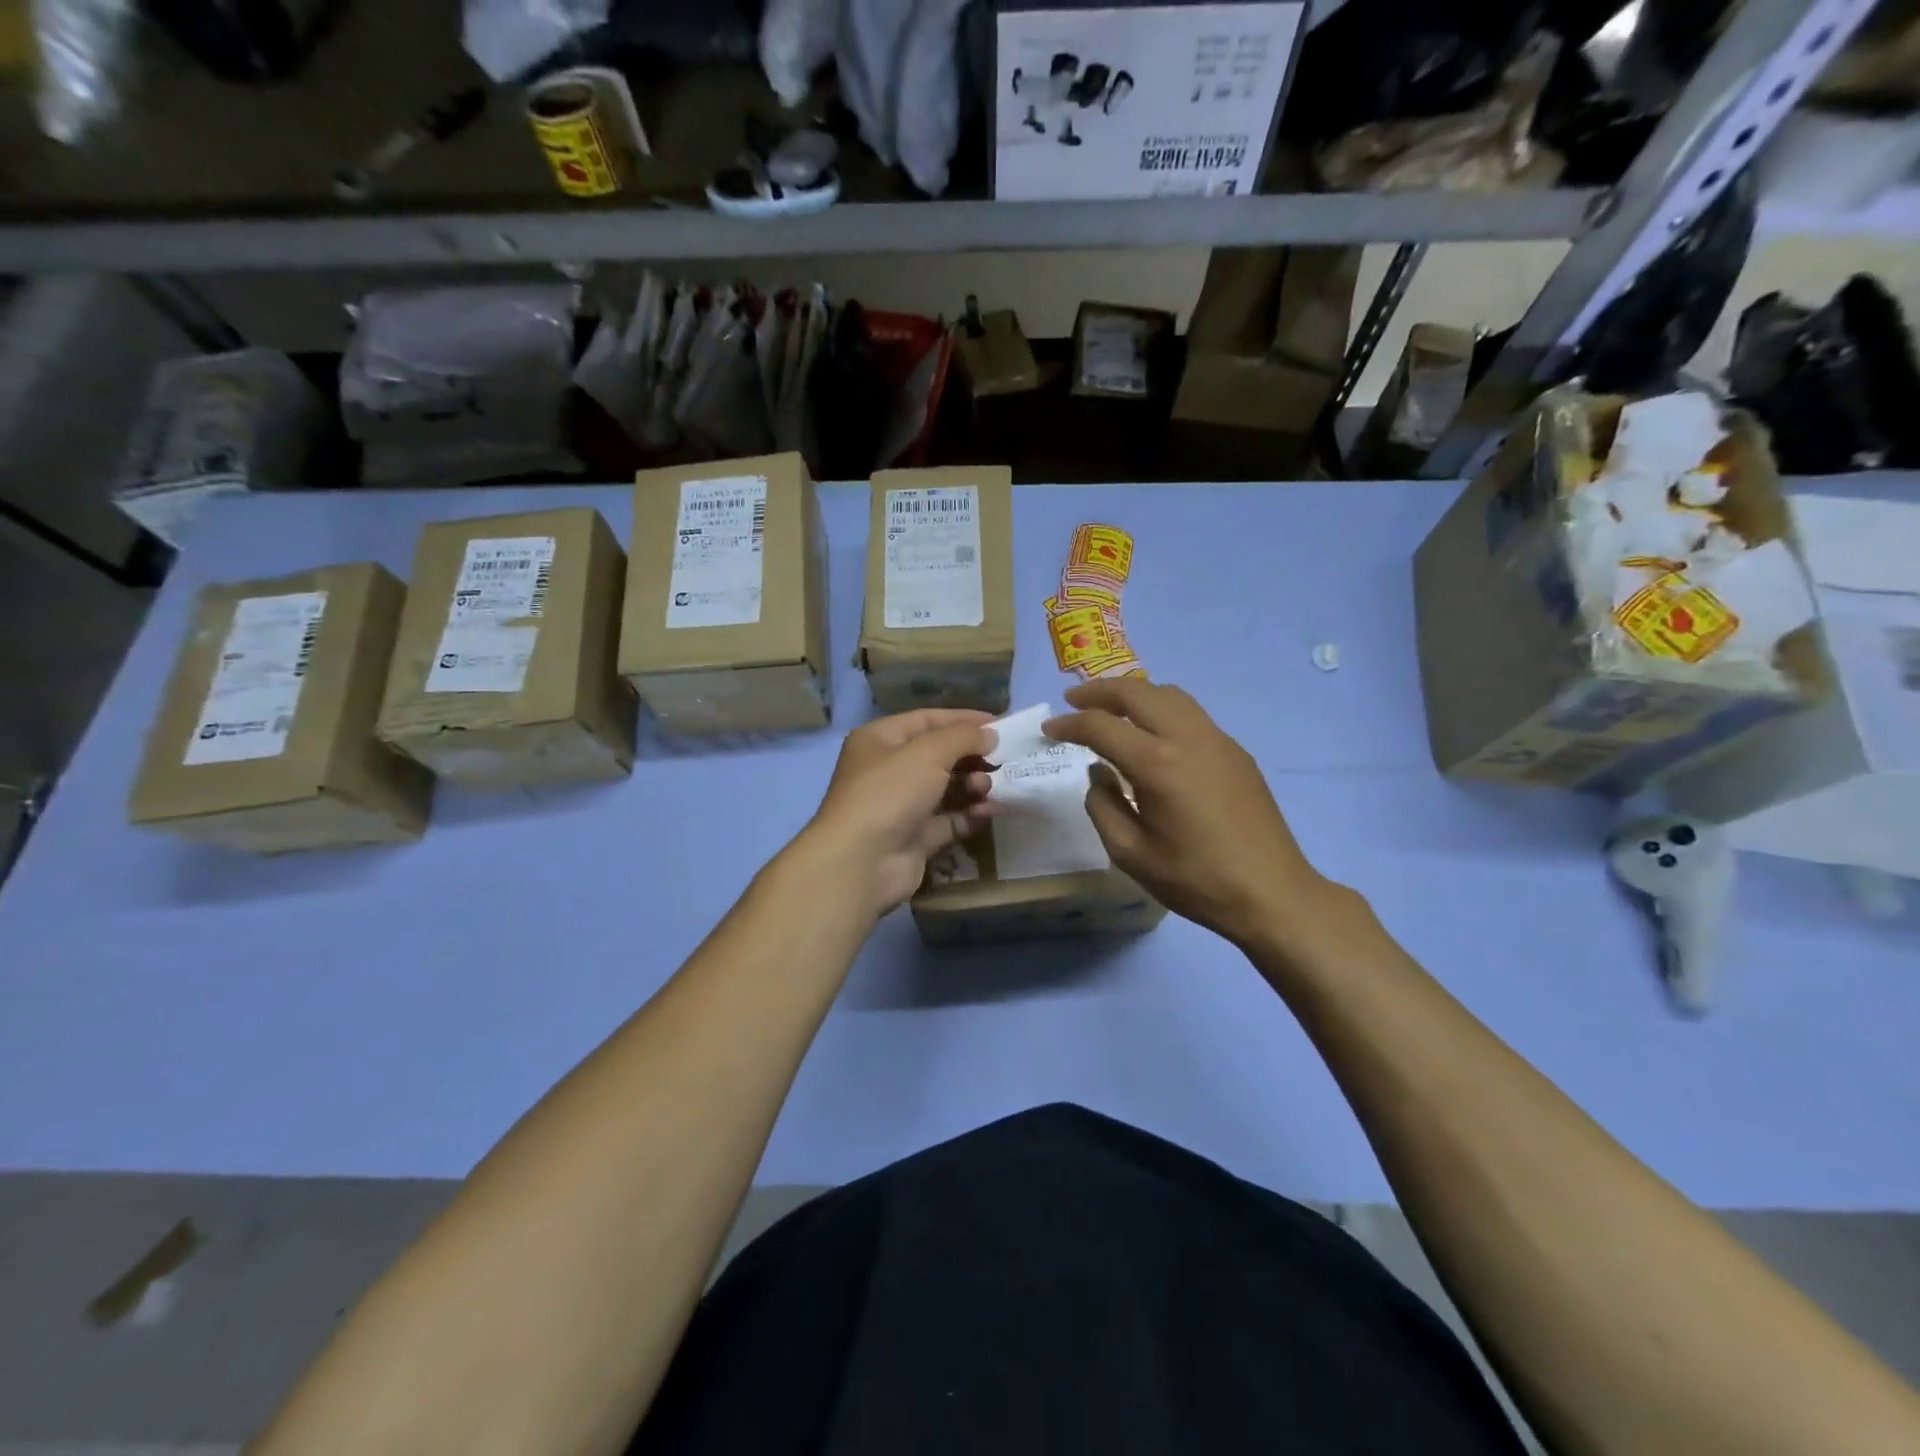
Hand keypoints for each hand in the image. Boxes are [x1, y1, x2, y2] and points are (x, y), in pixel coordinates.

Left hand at [796, 709, 997, 915]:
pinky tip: (991, 812)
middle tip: (1003, 762)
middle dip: (973, 757)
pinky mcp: (915, 837)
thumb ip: (963, 737)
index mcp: (881, 740)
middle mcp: (889, 770)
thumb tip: (990, 734)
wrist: (862, 862)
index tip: (1001, 725)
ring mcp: (901, 806)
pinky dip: (971, 815)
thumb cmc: (890, 792)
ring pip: (947, 789)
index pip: (928, 720)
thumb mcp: (928, 752)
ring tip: (990, 789)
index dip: (964, 720)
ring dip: (974, 786)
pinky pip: (950, 821)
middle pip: (940, 755)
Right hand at [1043, 680, 1331, 949]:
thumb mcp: (1131, 854)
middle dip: (1099, 692)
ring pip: (1169, 694)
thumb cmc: (1195, 880)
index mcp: (1157, 764)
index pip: (1101, 726)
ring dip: (1134, 694)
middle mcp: (1188, 738)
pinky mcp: (1235, 751)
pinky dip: (1162, 709)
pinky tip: (1153, 735)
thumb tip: (1099, 774)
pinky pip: (1191, 713)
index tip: (1049, 728)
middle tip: (1073, 702)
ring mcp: (1217, 740)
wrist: (1271, 893)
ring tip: (1111, 709)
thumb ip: (1103, 807)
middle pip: (1137, 692)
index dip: (1069, 724)